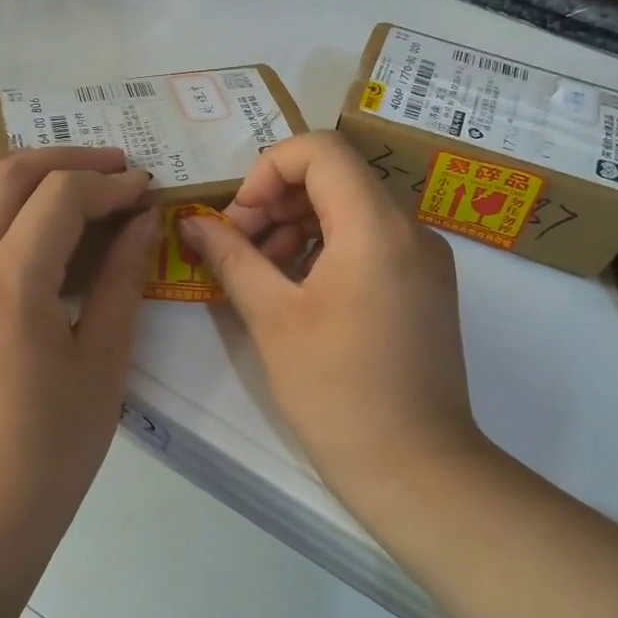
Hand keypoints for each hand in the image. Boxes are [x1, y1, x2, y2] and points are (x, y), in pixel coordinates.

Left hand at [0, 147, 157, 533]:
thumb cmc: (55, 445)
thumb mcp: (105, 360)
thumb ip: (122, 279)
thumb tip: (142, 222)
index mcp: (12, 282)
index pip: (60, 197)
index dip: (109, 185)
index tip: (146, 191)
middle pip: (5, 179)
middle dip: (65, 162)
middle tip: (111, 171)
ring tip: (27, 170)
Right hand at [179, 131, 482, 508]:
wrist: (415, 467)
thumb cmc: (335, 389)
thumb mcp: (271, 317)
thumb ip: (230, 257)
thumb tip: (191, 222)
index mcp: (375, 226)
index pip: (320, 151)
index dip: (267, 170)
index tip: (239, 218)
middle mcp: (410, 229)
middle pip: (336, 177)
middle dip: (277, 201)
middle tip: (239, 248)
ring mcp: (425, 259)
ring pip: (352, 210)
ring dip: (299, 226)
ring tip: (263, 274)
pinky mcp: (426, 287)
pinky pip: (371, 242)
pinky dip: (328, 249)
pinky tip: (298, 292)